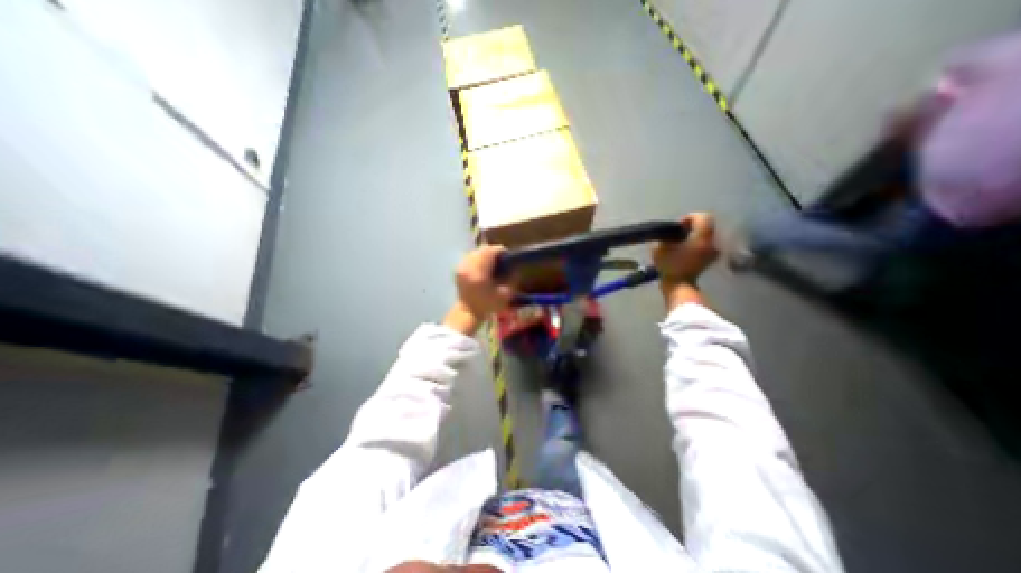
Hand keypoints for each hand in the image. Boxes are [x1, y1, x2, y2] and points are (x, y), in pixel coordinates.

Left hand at [443, 245, 515, 332]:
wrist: (468, 312)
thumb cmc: (488, 305)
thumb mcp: (506, 294)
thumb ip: (512, 278)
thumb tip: (515, 266)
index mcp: (480, 271)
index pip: (492, 251)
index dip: (502, 252)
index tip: (508, 259)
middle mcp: (469, 265)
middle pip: (483, 249)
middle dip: (494, 252)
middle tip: (501, 261)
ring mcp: (461, 266)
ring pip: (476, 252)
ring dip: (485, 255)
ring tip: (492, 264)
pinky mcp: (458, 269)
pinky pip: (470, 257)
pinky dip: (478, 259)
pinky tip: (482, 268)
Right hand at [654, 214, 716, 308]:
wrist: (679, 287)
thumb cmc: (670, 266)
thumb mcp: (660, 249)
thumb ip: (665, 237)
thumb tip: (669, 234)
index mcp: (703, 236)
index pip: (702, 217)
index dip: (689, 218)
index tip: (677, 226)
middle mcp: (713, 242)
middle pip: (705, 227)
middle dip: (692, 228)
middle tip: (677, 235)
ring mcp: (713, 253)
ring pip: (705, 237)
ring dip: (693, 237)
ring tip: (679, 245)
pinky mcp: (709, 261)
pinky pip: (704, 247)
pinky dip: (695, 246)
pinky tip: (683, 253)